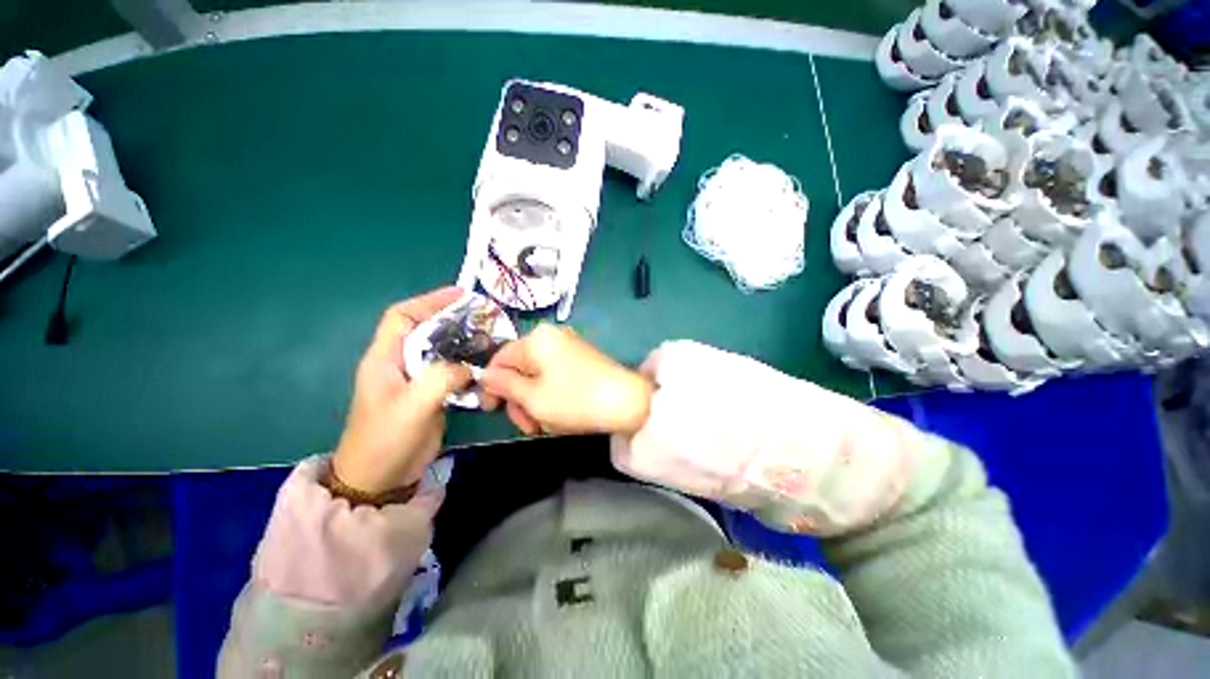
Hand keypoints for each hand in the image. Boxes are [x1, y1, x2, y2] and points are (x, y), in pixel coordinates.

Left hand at [332, 287, 471, 493]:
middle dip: (456, 321)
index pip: (402, 316)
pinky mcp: (431, 395)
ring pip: (445, 351)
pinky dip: (470, 369)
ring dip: (467, 346)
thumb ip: (441, 378)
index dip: (429, 301)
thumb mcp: (412, 406)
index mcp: (385, 358)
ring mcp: (417, 380)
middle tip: (486, 318)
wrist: (381, 479)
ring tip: (491, 342)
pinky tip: (486, 372)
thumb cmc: (385, 440)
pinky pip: (453, 372)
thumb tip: (468, 366)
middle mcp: (401, 363)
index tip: (460, 294)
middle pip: (429, 330)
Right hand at [480, 323, 652, 435]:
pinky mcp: (582, 359)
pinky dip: (551, 396)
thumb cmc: (575, 399)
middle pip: (520, 368)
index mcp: (536, 339)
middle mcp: (552, 336)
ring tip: (545, 426)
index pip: (500, 359)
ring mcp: (569, 347)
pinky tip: (559, 415)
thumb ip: (504, 385)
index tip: (491, 411)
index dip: (491, 385)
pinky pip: (555, 376)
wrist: (627, 402)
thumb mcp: (532, 397)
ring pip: (538, 376)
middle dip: (519, 400)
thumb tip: (484, 375)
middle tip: (527, 427)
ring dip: (535, 402)